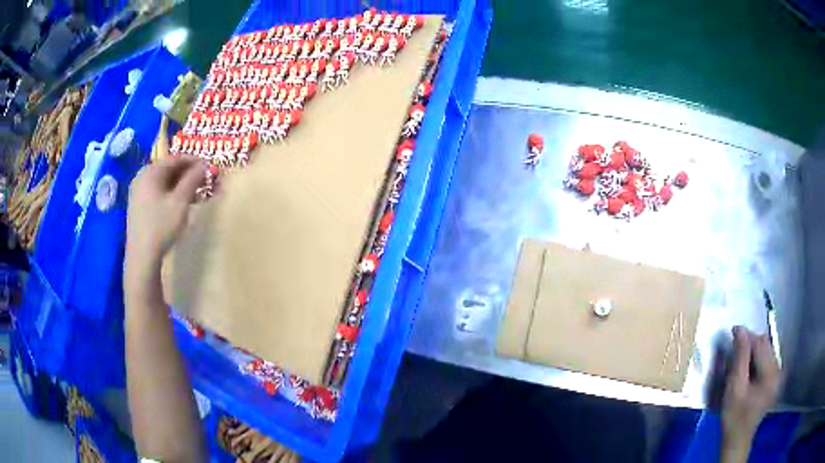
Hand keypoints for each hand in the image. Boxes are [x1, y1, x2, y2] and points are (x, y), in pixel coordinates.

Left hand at [126, 157, 204, 261]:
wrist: (142, 257)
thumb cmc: (161, 226)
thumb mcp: (180, 202)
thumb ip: (193, 180)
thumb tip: (205, 164)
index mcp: (150, 172)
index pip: (176, 159)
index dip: (194, 161)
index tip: (210, 167)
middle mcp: (142, 177)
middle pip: (169, 169)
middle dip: (188, 174)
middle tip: (205, 181)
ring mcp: (138, 192)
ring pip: (164, 182)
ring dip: (181, 185)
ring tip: (196, 194)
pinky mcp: (138, 206)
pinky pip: (158, 192)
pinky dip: (171, 194)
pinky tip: (181, 204)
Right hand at [721, 325, 780, 459]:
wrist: (738, 440)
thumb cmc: (734, 417)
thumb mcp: (734, 389)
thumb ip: (739, 359)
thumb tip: (740, 330)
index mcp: (771, 373)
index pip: (760, 344)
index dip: (747, 336)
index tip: (733, 332)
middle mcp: (778, 369)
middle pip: (766, 345)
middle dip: (751, 343)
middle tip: (735, 346)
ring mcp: (778, 374)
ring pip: (767, 351)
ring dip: (754, 351)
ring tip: (740, 357)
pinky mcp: (775, 379)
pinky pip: (767, 360)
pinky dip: (757, 359)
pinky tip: (748, 368)